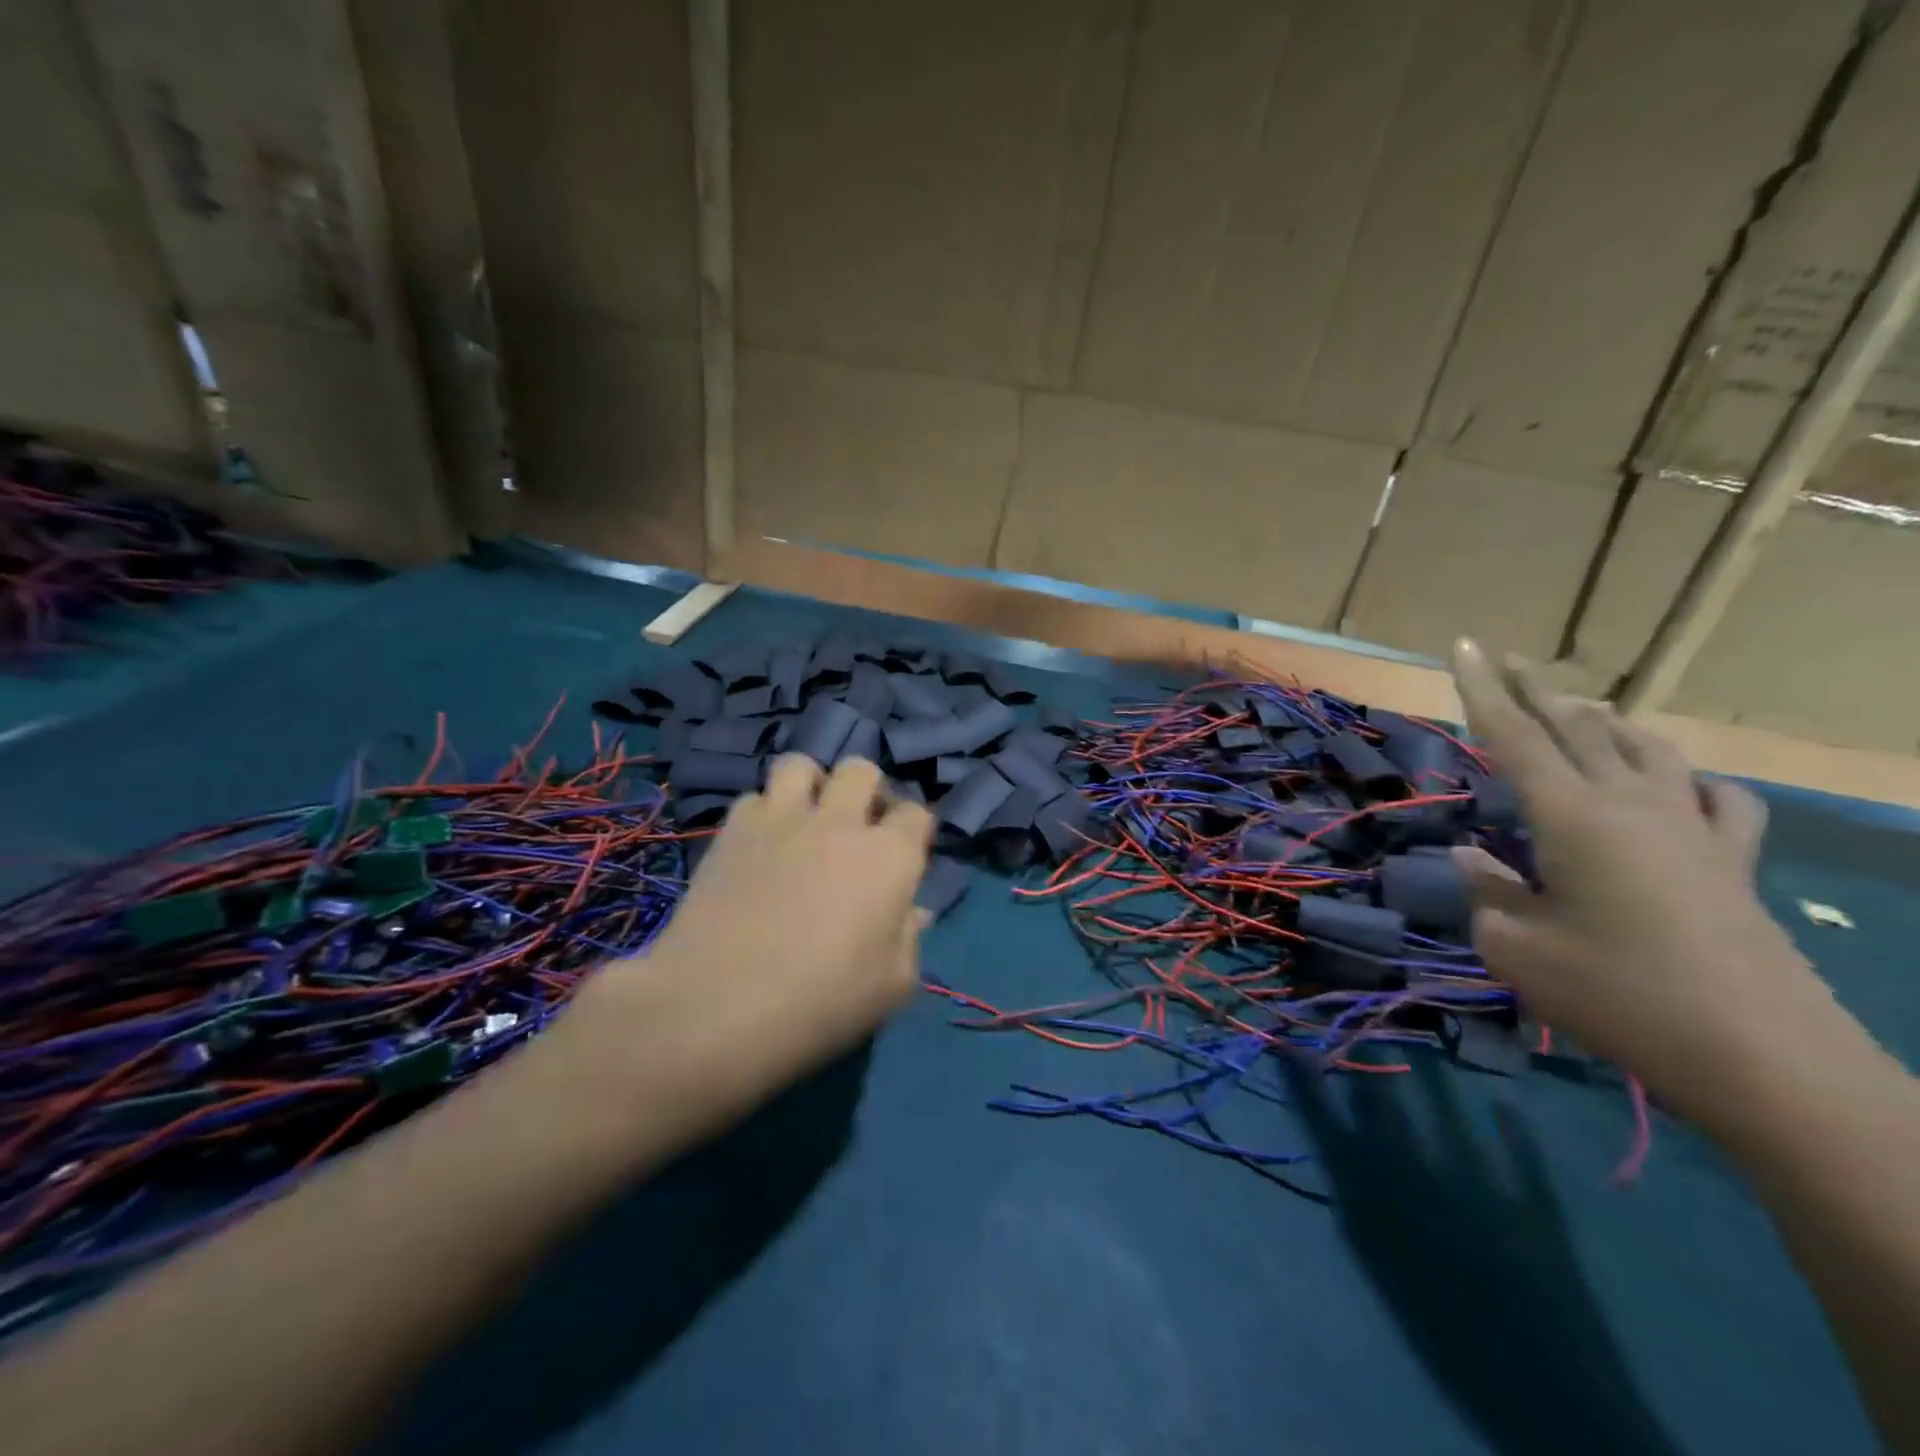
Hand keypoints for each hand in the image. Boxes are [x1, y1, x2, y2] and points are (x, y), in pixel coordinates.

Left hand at [568, 755, 933, 1119]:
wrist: (718, 1005)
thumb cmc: (821, 1003)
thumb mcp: (891, 986)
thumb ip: (910, 939)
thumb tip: (912, 911)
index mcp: (890, 856)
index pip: (917, 814)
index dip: (914, 831)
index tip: (904, 855)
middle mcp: (841, 822)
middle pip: (862, 770)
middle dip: (867, 790)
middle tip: (857, 826)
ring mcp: (783, 819)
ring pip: (801, 764)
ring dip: (810, 784)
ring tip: (805, 818)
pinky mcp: (733, 829)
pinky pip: (753, 797)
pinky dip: (762, 814)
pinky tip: (759, 845)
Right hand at [1449, 640, 1836, 1124]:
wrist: (1762, 1058)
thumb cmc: (1618, 995)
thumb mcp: (1517, 947)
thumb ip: (1487, 890)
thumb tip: (1470, 855)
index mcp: (1570, 817)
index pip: (1512, 736)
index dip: (1480, 689)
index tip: (1462, 646)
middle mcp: (1630, 804)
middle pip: (1576, 727)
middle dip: (1535, 688)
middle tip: (1504, 656)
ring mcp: (1690, 829)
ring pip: (1644, 749)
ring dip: (1603, 722)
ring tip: (1577, 710)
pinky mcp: (1732, 861)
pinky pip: (1713, 797)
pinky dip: (1686, 779)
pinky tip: (1678, 784)